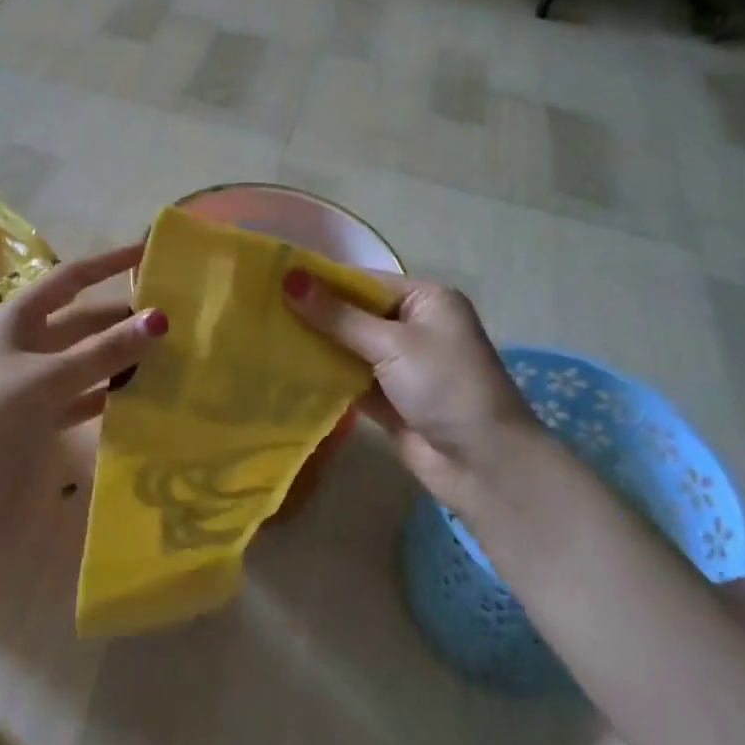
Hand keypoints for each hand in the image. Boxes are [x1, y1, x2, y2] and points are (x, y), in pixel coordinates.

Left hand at [0, 243, 166, 536]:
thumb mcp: (50, 377)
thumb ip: (105, 350)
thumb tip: (159, 318)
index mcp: (21, 318)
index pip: (73, 278)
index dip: (109, 263)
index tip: (148, 253)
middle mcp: (27, 343)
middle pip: (83, 321)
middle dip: (122, 317)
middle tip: (174, 318)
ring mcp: (31, 383)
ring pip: (85, 360)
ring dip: (119, 358)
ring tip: (167, 356)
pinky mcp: (36, 420)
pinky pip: (81, 397)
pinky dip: (107, 395)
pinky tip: (139, 398)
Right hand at [284, 269, 538, 515]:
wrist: (485, 466)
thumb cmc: (446, 387)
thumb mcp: (392, 344)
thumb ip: (337, 315)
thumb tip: (289, 278)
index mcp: (425, 300)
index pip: (363, 281)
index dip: (320, 281)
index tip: (274, 280)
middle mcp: (413, 326)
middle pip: (353, 313)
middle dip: (313, 313)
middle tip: (259, 308)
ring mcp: (400, 364)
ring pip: (348, 346)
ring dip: (315, 344)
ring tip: (262, 334)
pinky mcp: (387, 398)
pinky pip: (348, 377)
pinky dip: (324, 375)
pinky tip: (283, 368)